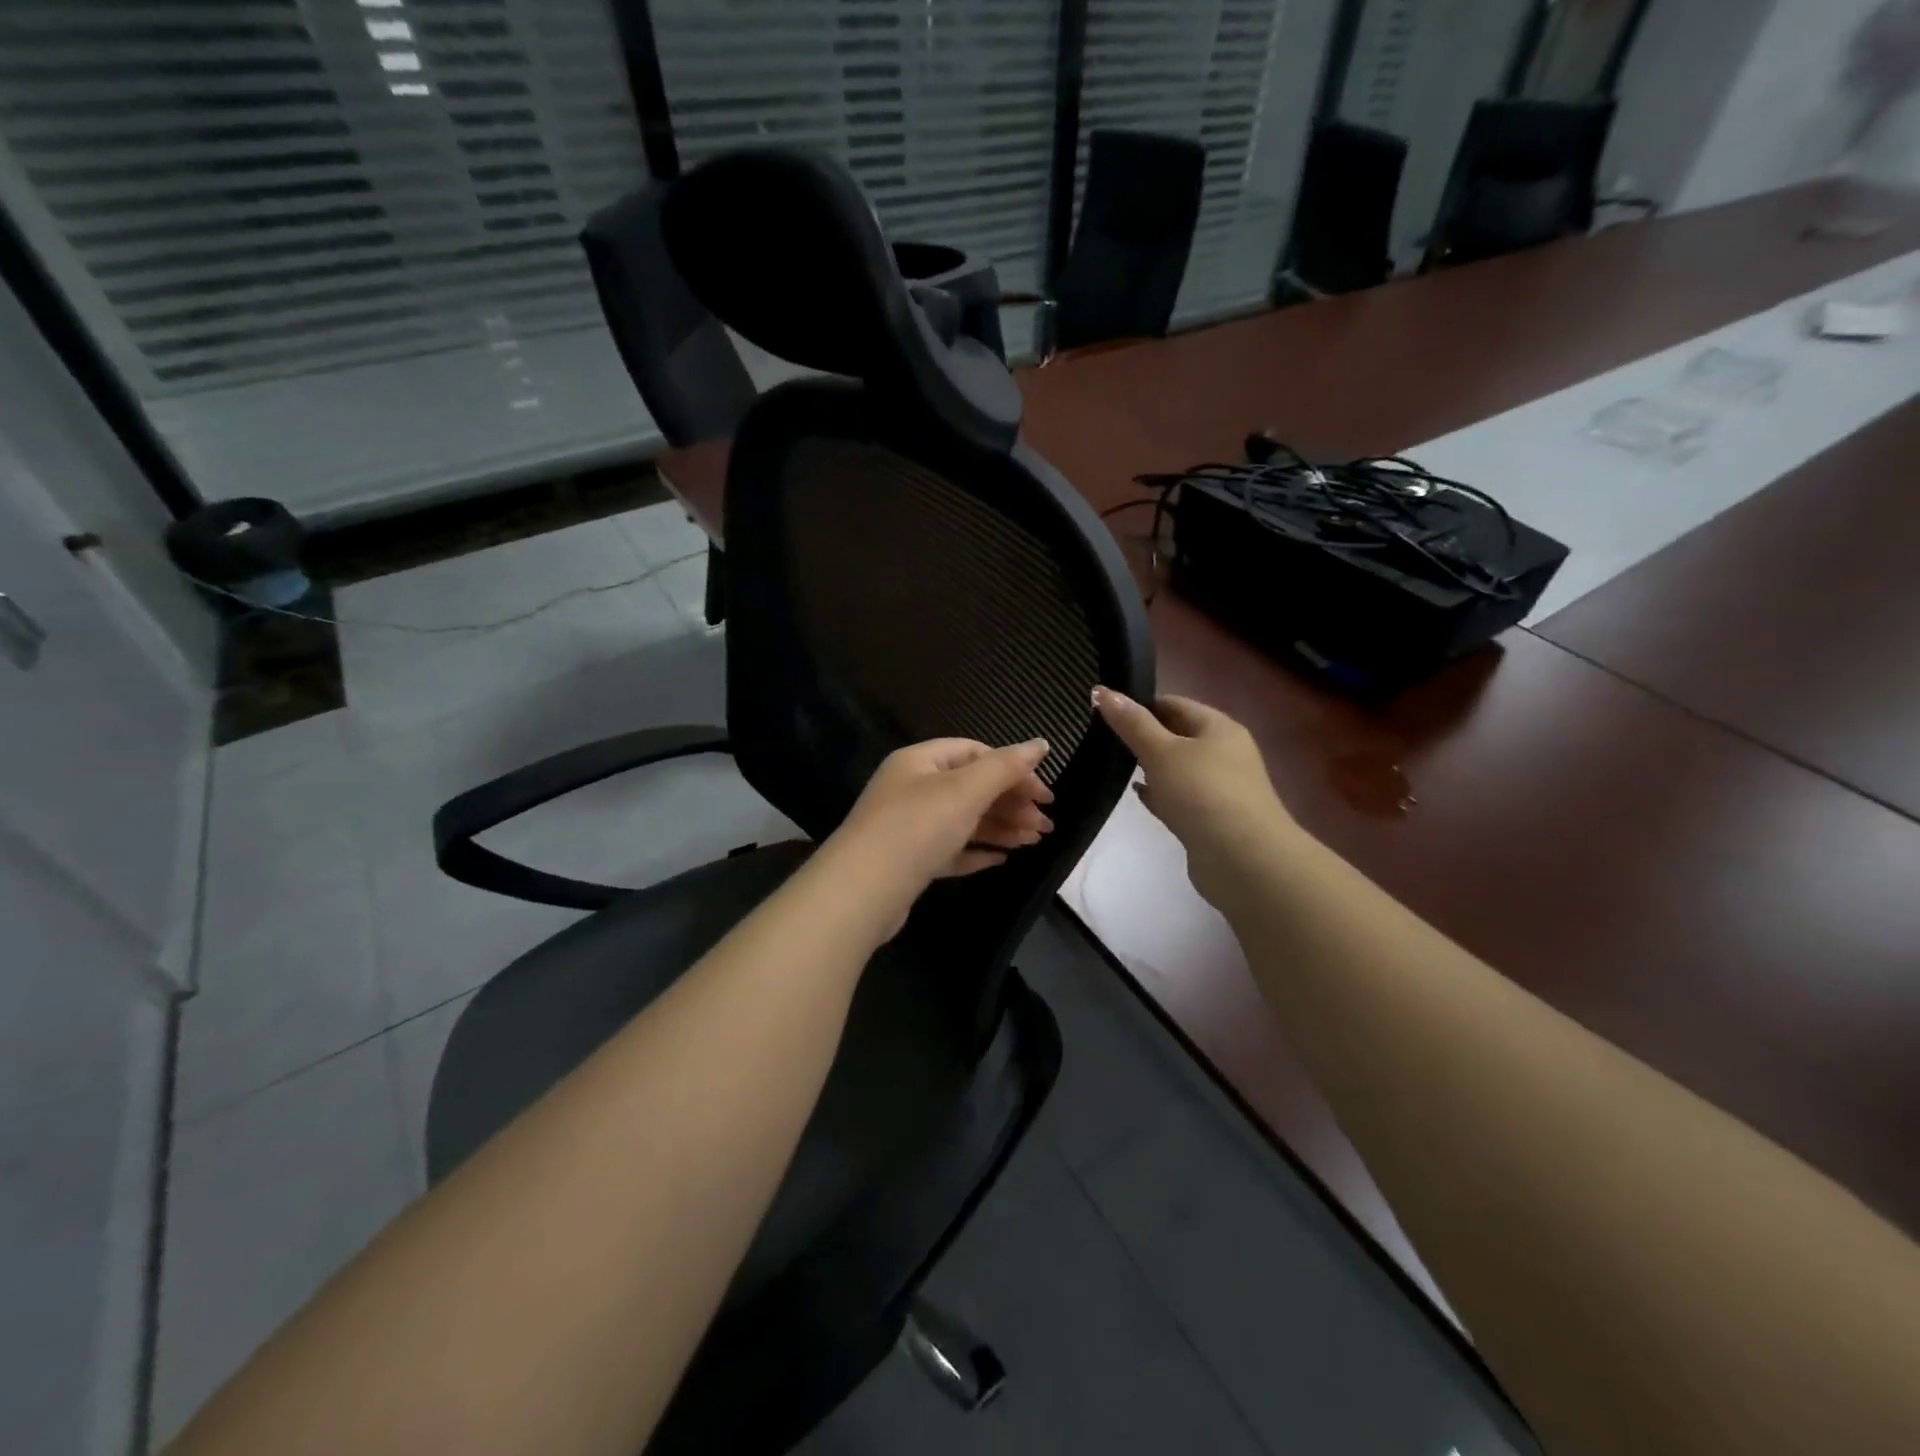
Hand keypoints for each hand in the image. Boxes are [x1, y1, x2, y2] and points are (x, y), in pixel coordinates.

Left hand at [833, 737, 1054, 893]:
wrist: (862, 893)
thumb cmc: (916, 828)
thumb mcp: (965, 790)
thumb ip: (1005, 767)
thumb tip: (1041, 743)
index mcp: (919, 762)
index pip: (974, 752)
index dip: (1012, 768)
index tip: (1044, 794)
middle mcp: (912, 789)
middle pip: (971, 788)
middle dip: (1011, 803)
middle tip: (1046, 825)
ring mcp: (909, 828)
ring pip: (964, 821)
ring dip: (1001, 828)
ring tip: (1035, 841)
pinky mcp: (910, 863)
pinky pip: (951, 850)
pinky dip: (977, 852)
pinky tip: (1002, 859)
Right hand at [1092, 687, 1299, 905]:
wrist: (1243, 859)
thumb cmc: (1202, 793)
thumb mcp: (1161, 751)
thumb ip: (1131, 723)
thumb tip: (1101, 690)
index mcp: (1218, 727)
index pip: (1175, 704)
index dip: (1142, 705)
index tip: (1107, 713)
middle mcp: (1225, 753)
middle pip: (1179, 735)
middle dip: (1145, 736)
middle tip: (1106, 739)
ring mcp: (1221, 788)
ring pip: (1179, 768)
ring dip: (1153, 767)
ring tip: (1117, 765)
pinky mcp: (1213, 818)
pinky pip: (1181, 797)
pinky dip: (1161, 794)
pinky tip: (1139, 796)